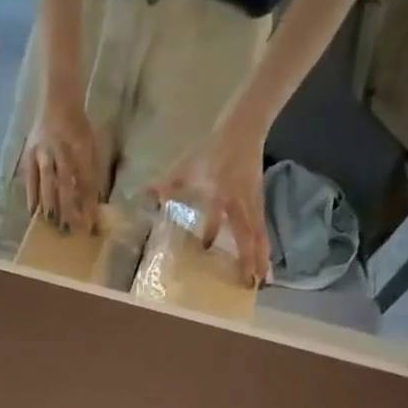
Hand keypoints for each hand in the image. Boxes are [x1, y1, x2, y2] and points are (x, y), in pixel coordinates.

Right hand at [21, 89, 102, 235]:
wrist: (57, 100)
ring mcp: (43, 152)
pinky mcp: (29, 155)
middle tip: (70, 230)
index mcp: (80, 145)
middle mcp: (60, 149)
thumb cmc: (77, 128)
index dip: (87, 204)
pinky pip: (30, 180)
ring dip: (50, 205)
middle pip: (65, 184)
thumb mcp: (90, 146)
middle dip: (68, 209)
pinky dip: (33, 197)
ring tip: (52, 224)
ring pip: (47, 183)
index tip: (89, 226)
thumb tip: (92, 206)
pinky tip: (35, 214)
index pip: (85, 180)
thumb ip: (91, 173)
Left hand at [150, 119, 271, 286]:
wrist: (245, 125)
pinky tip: (262, 261)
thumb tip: (144, 196)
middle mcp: (240, 201)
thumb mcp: (186, 165)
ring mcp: (252, 202)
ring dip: (260, 256)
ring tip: (262, 280)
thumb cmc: (214, 146)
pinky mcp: (257, 202)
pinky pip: (260, 228)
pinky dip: (261, 245)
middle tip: (252, 283)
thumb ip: (166, 184)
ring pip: (258, 233)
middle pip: (248, 233)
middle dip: (249, 257)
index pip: (218, 214)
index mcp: (222, 192)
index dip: (212, 229)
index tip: (206, 249)